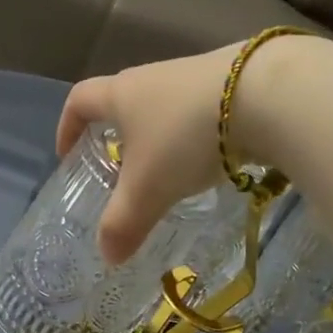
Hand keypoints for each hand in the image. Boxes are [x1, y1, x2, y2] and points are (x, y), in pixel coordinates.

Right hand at [57, 46, 242, 264]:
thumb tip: (108, 257)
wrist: (266, 95)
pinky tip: (212, 160)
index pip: (79, 100)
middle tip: (121, 172)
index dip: (67, 126)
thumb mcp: (148, 189)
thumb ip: (123, 223)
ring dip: (160, 137)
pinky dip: (197, 135)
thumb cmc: (186, 138)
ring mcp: (195, 75)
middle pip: (123, 101)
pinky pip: (201, 110)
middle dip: (117, 135)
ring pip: (165, 107)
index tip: (68, 155)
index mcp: (122, 94)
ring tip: (169, 172)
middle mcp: (153, 77)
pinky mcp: (233, 81)